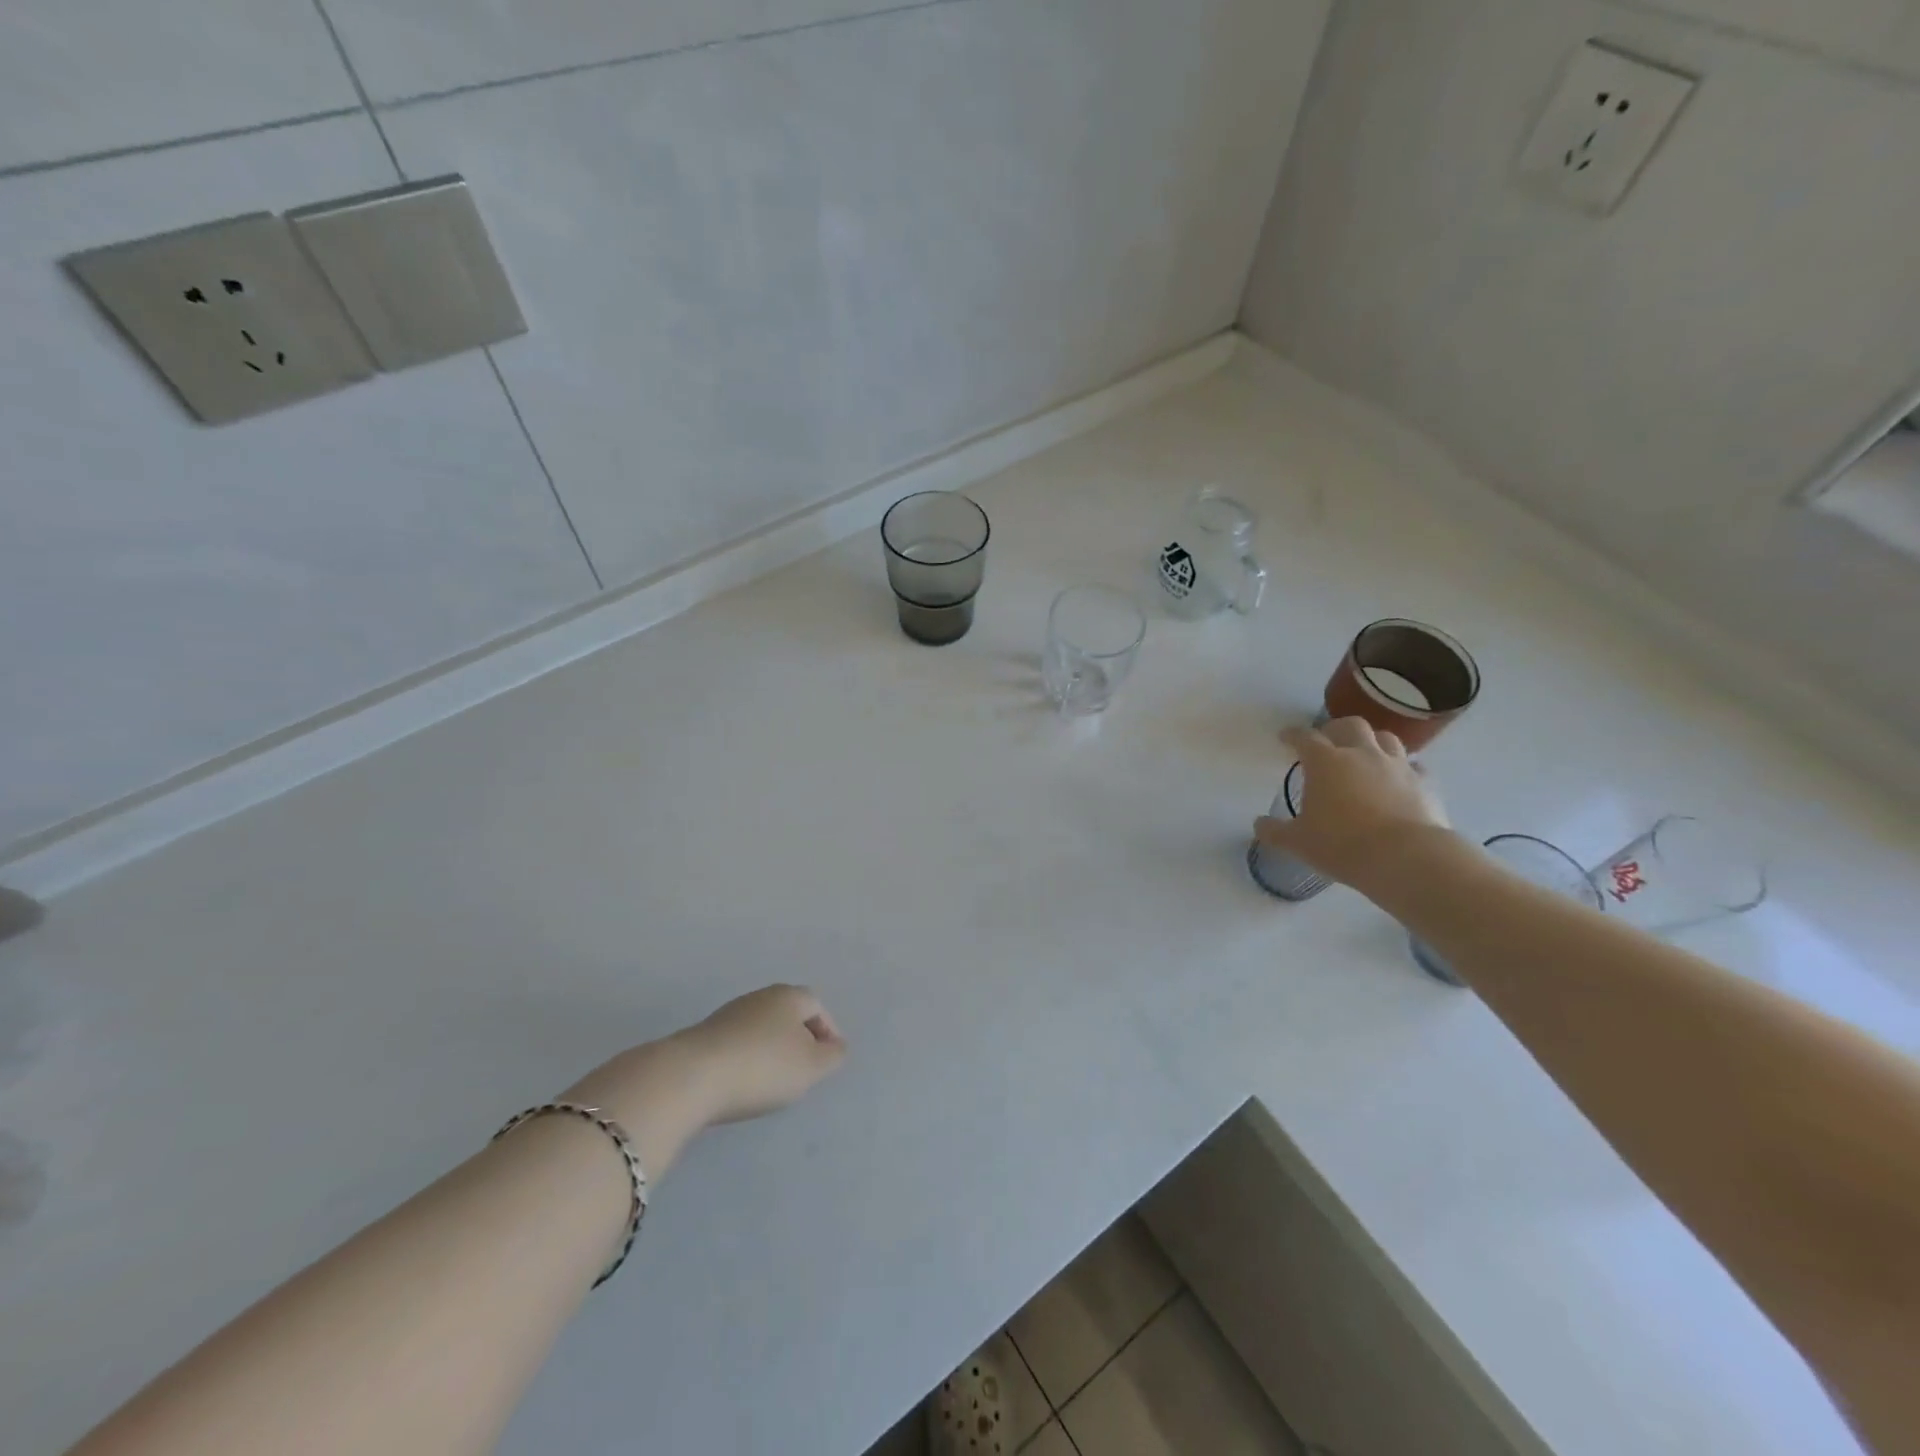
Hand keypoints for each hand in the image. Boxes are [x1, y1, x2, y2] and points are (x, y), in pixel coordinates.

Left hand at [677, 984, 847, 1125]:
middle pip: (788, 1014)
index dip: (827, 1031)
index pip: (817, 1005)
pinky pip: (738, 1044)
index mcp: (789, 996)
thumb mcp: (811, 1066)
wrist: (690, 1077)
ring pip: (761, 1029)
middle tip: (803, 1071)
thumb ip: (833, 1056)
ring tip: (772, 1082)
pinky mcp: (704, 1036)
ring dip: (771, 1051)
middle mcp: (760, 996)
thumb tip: (836, 1046)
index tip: (828, 1060)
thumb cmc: (762, 1067)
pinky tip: (742, 1084)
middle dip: (799, 1039)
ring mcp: (728, 1014)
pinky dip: (747, 1060)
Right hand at [1254, 717, 1450, 888]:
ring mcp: (1397, 765)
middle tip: (1327, 741)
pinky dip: (1404, 768)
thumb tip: (1259, 824)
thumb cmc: (1342, 845)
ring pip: (1386, 738)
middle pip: (1350, 725)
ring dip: (1372, 741)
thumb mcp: (1297, 842)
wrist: (1406, 858)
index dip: (1293, 735)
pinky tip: (1399, 779)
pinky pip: (1414, 766)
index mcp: (1325, 762)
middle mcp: (1362, 754)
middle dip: (1336, 729)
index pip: (1304, 737)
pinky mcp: (1425, 783)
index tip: (1285, 738)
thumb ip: (1275, 831)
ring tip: (1364, 754)